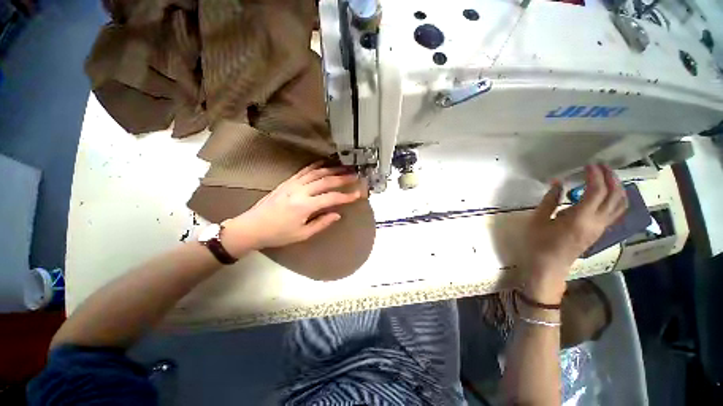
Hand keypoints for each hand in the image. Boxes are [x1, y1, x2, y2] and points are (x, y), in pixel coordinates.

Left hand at [222, 162, 363, 253]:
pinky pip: (304, 170)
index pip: (331, 198)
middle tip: (355, 176)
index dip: (346, 196)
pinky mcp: (287, 181)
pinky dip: (316, 165)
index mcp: (305, 206)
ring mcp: (293, 184)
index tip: (358, 194)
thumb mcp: (302, 234)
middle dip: (343, 178)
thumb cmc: (278, 234)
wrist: (252, 227)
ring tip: (344, 167)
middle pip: (326, 181)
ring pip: (316, 173)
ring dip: (332, 169)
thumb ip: (321, 223)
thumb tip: (337, 214)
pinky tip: (324, 163)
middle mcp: (300, 191)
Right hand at [524, 164, 627, 302]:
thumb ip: (550, 200)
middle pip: (614, 196)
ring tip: (608, 176)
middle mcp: (597, 222)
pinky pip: (616, 212)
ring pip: (620, 205)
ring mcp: (601, 228)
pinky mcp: (600, 232)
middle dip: (611, 178)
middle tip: (600, 166)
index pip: (596, 191)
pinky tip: (609, 194)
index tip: (588, 165)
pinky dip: (617, 199)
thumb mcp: (538, 220)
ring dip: (618, 187)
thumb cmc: (538, 243)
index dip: (595, 175)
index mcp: (580, 218)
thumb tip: (558, 183)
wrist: (548, 267)